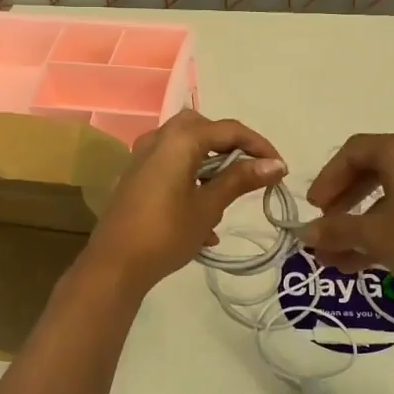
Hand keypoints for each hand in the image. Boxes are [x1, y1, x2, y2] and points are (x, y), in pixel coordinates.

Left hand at [78, 110, 287, 299]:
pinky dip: (191, 181)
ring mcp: (144, 156)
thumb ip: (240, 179)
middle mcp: (159, 138)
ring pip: (186, 148)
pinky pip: (171, 166)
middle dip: (230, 149)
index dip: (258, 145)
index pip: (229, 129)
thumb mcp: (209, 206)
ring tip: (227, 201)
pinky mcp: (136, 175)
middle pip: (204, 130)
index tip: (280, 168)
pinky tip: (203, 224)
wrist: (114, 264)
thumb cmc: (166, 233)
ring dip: (210, 167)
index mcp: (179, 139)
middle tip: (250, 173)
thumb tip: (276, 164)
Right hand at [301, 132, 393, 312]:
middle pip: (372, 171)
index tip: (314, 208)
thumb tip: (304, 233)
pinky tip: (365, 263)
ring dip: (361, 225)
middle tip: (326, 227)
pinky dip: (387, 231)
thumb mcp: (375, 236)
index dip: (328, 178)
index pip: (353, 151)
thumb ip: (336, 230)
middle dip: (343, 202)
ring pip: (391, 198)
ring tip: (336, 258)